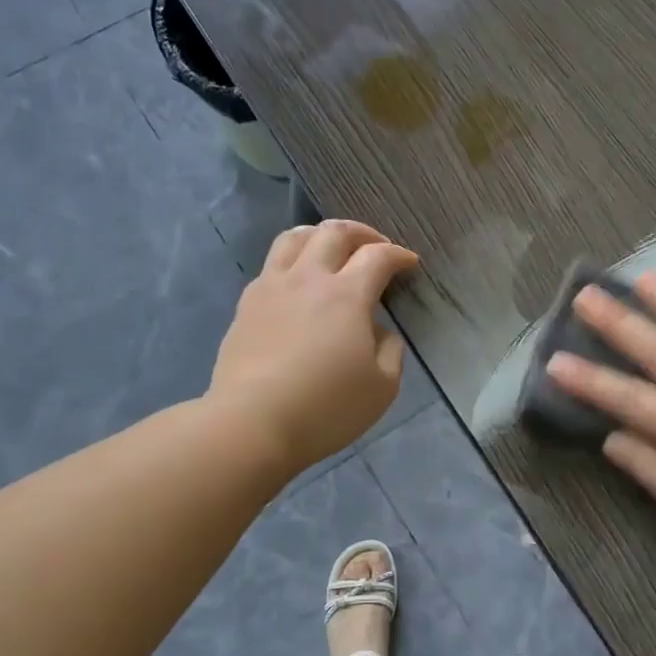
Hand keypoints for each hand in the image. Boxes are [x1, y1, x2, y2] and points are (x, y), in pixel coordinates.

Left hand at [207, 220, 418, 476]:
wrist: (252, 423)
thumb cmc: (326, 408)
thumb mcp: (383, 387)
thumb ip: (390, 350)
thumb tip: (379, 329)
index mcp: (346, 295)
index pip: (378, 256)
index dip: (398, 254)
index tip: (410, 263)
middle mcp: (308, 278)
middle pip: (334, 232)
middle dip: (362, 233)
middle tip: (376, 247)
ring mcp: (271, 288)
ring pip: (294, 237)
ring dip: (321, 235)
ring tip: (332, 249)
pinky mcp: (246, 305)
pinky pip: (271, 264)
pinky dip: (293, 260)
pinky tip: (298, 282)